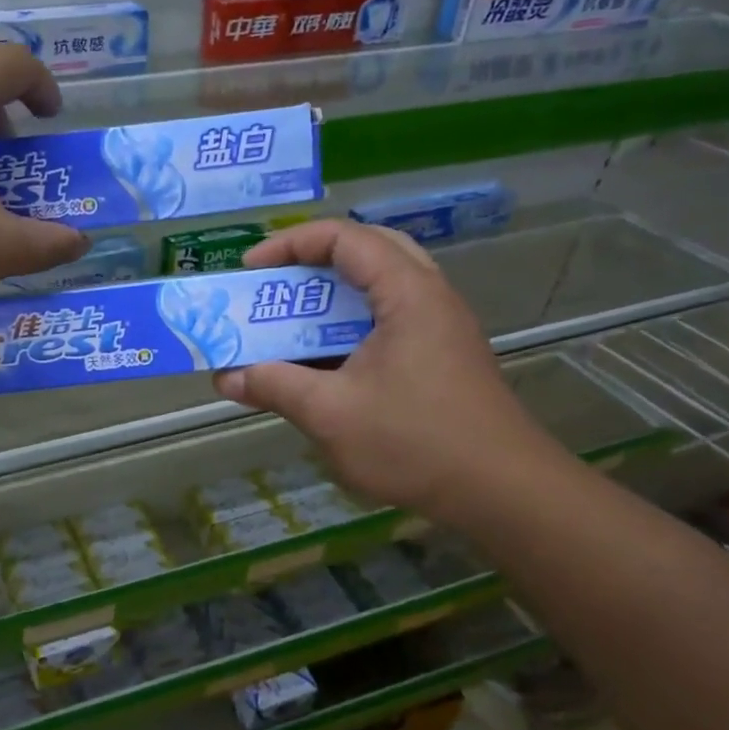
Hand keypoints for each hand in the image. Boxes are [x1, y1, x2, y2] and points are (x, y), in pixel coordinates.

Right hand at [213, 220, 565, 524]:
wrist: (502, 491)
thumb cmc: (414, 442)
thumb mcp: (330, 413)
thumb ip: (274, 386)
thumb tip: (226, 379)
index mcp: (407, 293)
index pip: (344, 237)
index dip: (290, 245)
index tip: (249, 270)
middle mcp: (429, 297)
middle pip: (367, 251)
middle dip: (313, 263)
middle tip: (276, 286)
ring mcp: (440, 328)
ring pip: (379, 289)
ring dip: (331, 300)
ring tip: (291, 322)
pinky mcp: (442, 357)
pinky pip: (389, 322)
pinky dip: (350, 329)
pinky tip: (325, 363)